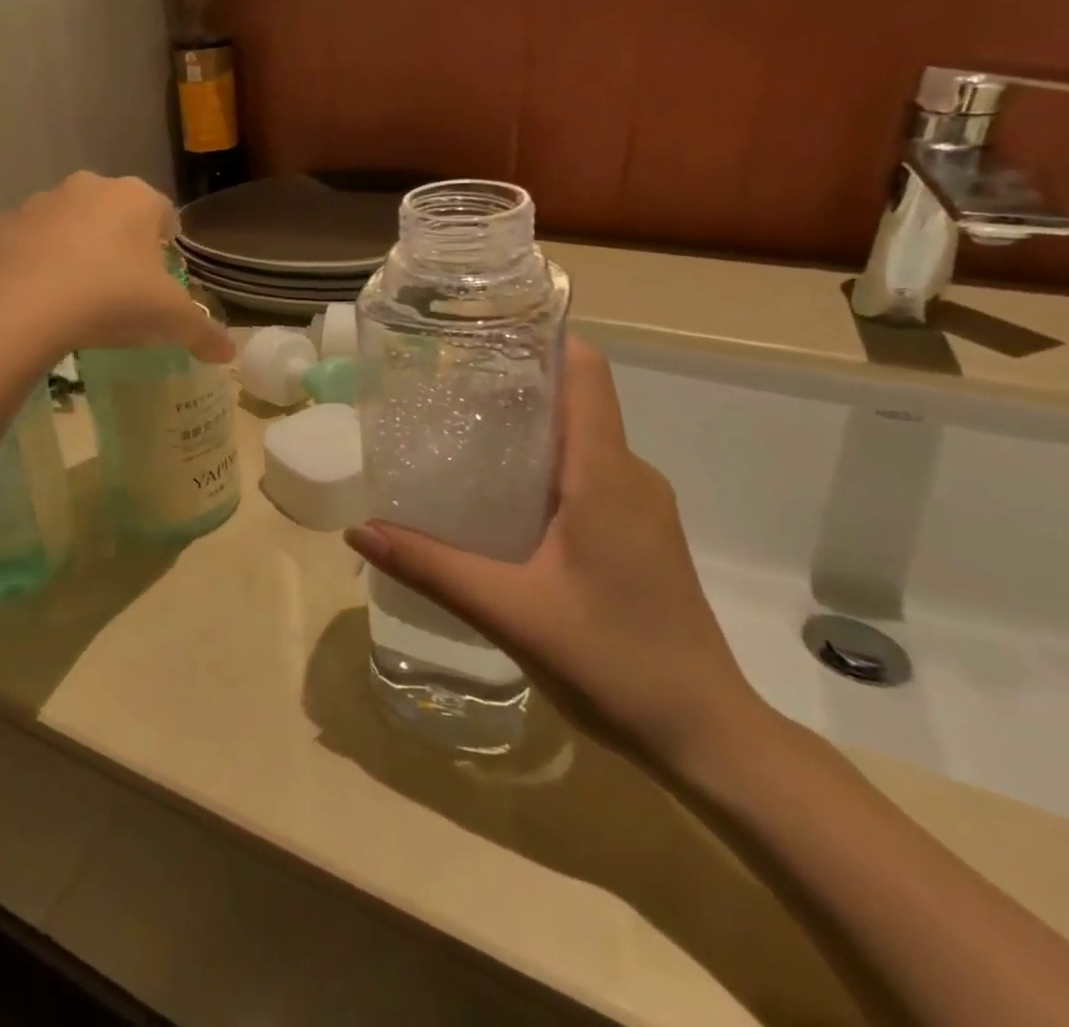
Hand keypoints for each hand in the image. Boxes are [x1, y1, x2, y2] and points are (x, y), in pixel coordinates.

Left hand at [0, 172, 233, 362]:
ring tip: (79, 293)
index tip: (161, 279)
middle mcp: (91, 186)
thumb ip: (205, 333)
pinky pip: (31, 239)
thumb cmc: (114, 299)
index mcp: (137, 198)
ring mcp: (43, 201)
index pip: (164, 214)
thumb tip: (228, 352)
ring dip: (78, 246)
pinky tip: (41, 294)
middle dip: (122, 243)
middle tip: (122, 288)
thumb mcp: (171, 320)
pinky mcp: (4, 223)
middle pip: (116, 213)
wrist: (26, 308)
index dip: (166, 246)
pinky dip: (38, 258)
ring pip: (71, 222)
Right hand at [345, 337, 765, 772]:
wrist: (709, 738)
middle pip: (574, 401)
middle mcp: (630, 476)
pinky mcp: (639, 534)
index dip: (540, 340)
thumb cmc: (615, 663)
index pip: (585, 374)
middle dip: (514, 384)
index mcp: (606, 474)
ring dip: (526, 430)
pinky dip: (543, 468)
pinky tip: (499, 500)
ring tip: (459, 436)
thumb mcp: (511, 612)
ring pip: (580, 442)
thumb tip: (359, 529)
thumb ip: (432, 567)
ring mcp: (641, 506)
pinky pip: (589, 476)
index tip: (482, 332)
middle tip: (444, 386)